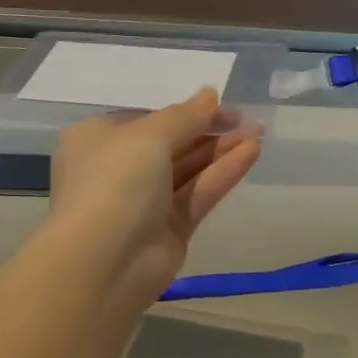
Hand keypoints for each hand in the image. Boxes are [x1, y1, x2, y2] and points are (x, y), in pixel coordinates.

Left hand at [44, 89, 261, 303]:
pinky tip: (251, 153)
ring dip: (221, 151)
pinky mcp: (169, 230)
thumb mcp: (148, 137)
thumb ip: (184, 116)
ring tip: (259, 132)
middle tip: (248, 120)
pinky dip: (222, 174)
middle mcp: (119, 169)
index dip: (185, 112)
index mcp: (98, 140)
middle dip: (209, 131)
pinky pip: (198, 194)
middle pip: (171, 145)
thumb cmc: (114, 183)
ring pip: (188, 170)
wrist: (103, 263)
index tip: (220, 106)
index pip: (146, 120)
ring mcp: (145, 203)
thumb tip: (209, 94)